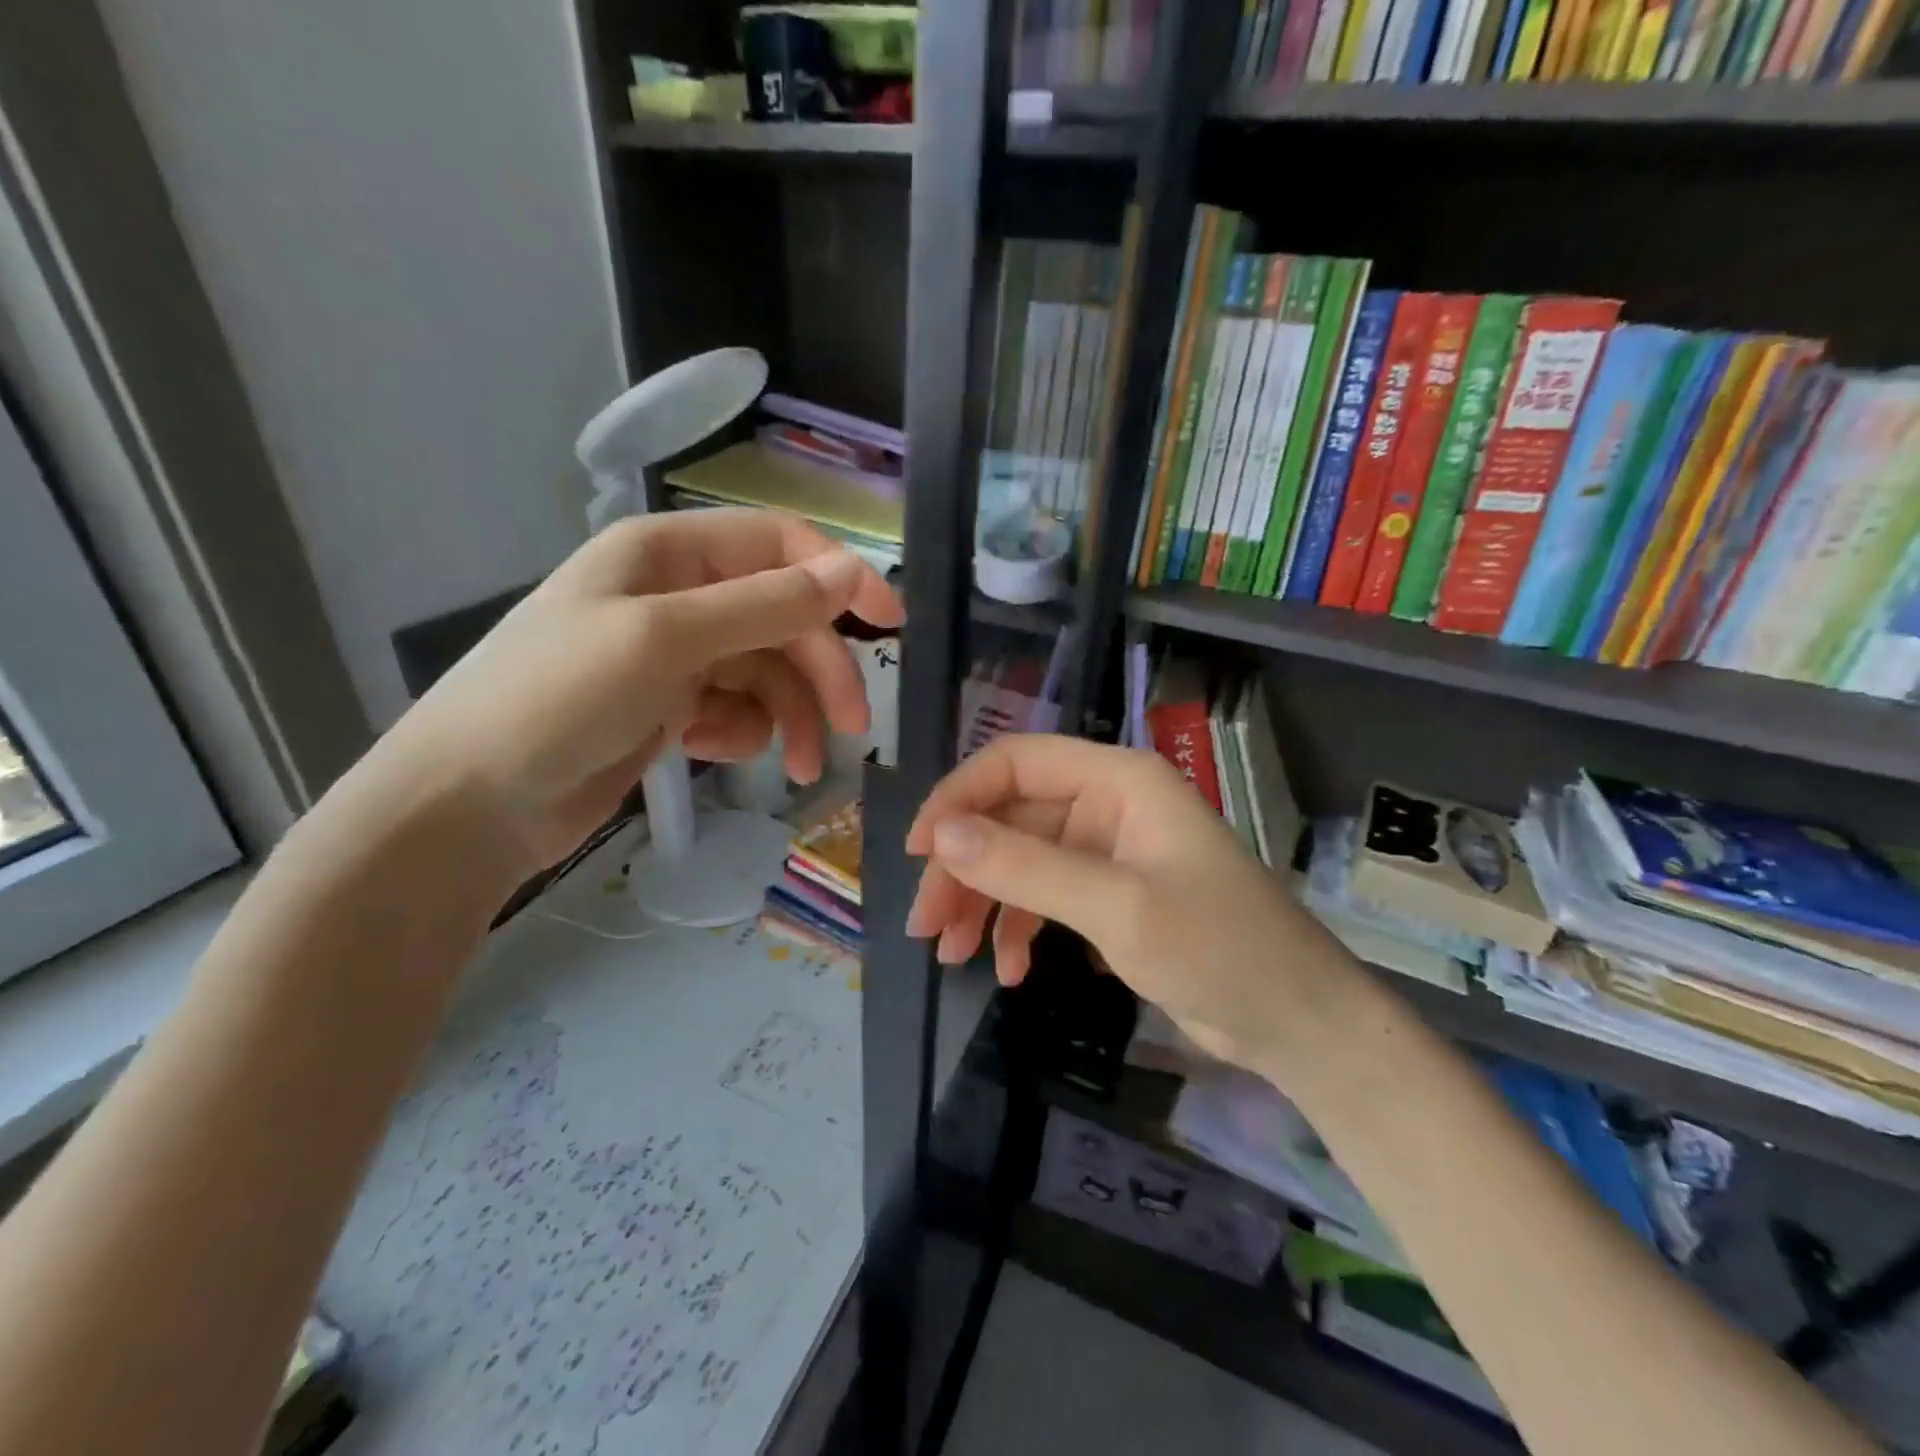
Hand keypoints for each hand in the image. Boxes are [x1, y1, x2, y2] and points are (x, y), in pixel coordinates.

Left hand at [362, 509, 901, 875]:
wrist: (469, 806)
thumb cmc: (558, 701)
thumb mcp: (667, 641)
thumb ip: (766, 605)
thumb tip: (852, 571)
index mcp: (668, 553)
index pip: (779, 545)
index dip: (839, 577)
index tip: (891, 625)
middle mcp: (675, 595)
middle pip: (781, 618)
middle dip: (821, 671)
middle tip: (854, 727)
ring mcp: (672, 655)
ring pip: (766, 672)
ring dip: (792, 716)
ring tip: (803, 769)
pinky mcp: (668, 708)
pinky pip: (736, 709)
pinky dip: (743, 732)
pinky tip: (719, 754)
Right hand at [905, 735, 1359, 1076]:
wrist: (1296, 1020)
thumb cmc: (1219, 949)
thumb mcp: (1117, 909)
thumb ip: (1027, 867)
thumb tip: (940, 835)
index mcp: (1116, 780)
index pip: (1015, 763)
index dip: (959, 798)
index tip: (919, 851)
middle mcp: (1107, 803)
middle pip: (1010, 817)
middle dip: (964, 868)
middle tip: (926, 926)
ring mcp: (1107, 850)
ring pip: (1020, 860)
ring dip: (983, 902)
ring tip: (952, 955)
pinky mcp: (1109, 895)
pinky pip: (1044, 896)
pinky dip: (1018, 927)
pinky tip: (1008, 970)